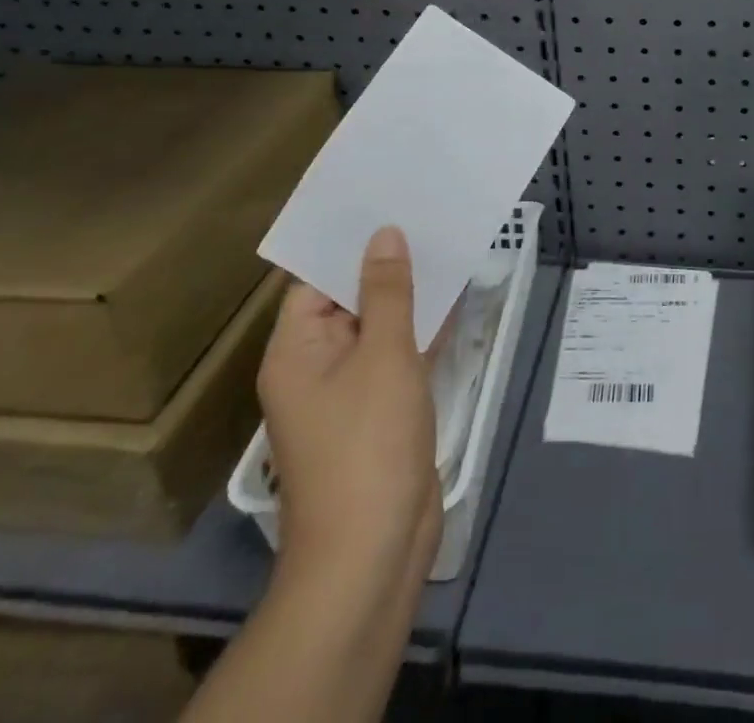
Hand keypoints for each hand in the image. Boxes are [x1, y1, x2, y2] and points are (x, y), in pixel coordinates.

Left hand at [257, 227, 440, 603]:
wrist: (374, 550)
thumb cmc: (368, 443)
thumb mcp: (383, 355)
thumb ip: (387, 291)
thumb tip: (383, 234)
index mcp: (296, 350)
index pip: (316, 280)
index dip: (351, 242)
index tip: (388, 203)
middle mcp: (316, 365)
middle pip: (350, 300)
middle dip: (388, 263)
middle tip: (427, 213)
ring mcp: (350, 390)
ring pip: (381, 326)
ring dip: (411, 294)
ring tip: (447, 243)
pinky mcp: (382, 410)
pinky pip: (399, 354)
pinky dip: (423, 329)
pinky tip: (457, 298)